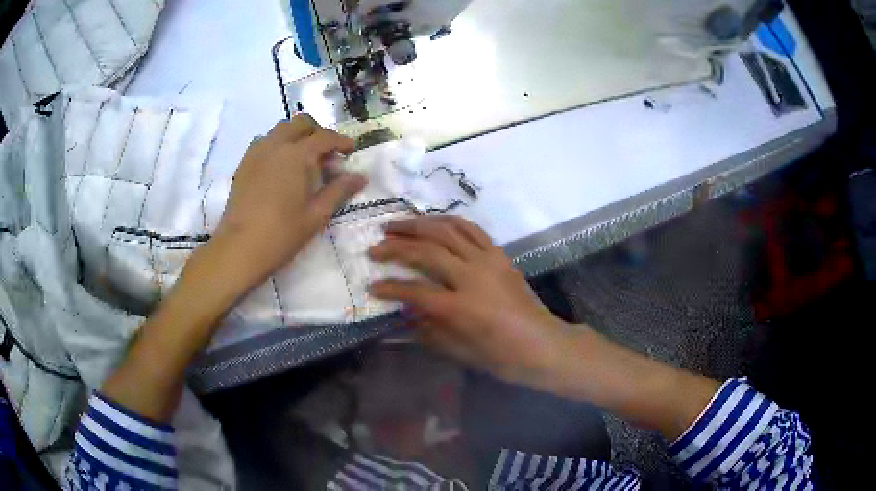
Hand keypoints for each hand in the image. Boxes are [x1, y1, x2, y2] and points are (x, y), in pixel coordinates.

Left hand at [215, 115, 366, 285]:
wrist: (240, 248)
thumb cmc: (282, 233)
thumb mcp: (317, 214)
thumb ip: (339, 191)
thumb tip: (360, 177)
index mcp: (297, 155)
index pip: (325, 137)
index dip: (341, 142)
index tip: (351, 151)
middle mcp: (276, 145)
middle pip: (300, 123)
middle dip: (317, 132)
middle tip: (326, 153)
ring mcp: (257, 152)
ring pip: (280, 129)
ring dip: (296, 136)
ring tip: (303, 158)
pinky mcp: (244, 164)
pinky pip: (264, 142)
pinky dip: (277, 144)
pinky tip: (280, 167)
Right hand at [368, 215, 569, 386]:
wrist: (543, 344)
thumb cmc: (502, 356)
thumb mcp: (460, 351)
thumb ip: (428, 331)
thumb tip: (404, 315)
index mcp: (461, 307)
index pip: (415, 291)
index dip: (389, 288)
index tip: (372, 286)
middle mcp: (473, 276)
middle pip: (427, 251)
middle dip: (396, 247)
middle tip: (374, 247)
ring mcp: (489, 261)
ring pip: (447, 230)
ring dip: (418, 225)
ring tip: (395, 226)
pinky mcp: (500, 255)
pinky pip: (471, 229)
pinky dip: (448, 222)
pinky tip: (433, 223)